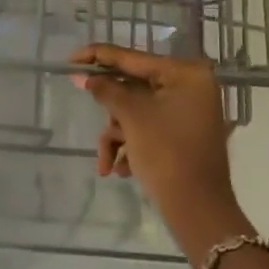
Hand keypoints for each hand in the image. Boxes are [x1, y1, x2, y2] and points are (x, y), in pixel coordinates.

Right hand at [72, 45, 242, 245]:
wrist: (198, 211)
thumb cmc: (167, 154)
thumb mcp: (132, 117)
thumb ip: (106, 90)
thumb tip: (83, 75)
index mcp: (186, 73)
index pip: (133, 58)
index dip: (99, 56)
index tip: (70, 59)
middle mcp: (191, 86)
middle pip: (134, 87)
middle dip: (110, 111)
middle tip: (86, 109)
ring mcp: (188, 111)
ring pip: (137, 111)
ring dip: (117, 134)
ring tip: (107, 163)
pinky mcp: (183, 133)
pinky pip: (148, 127)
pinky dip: (131, 144)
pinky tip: (119, 169)